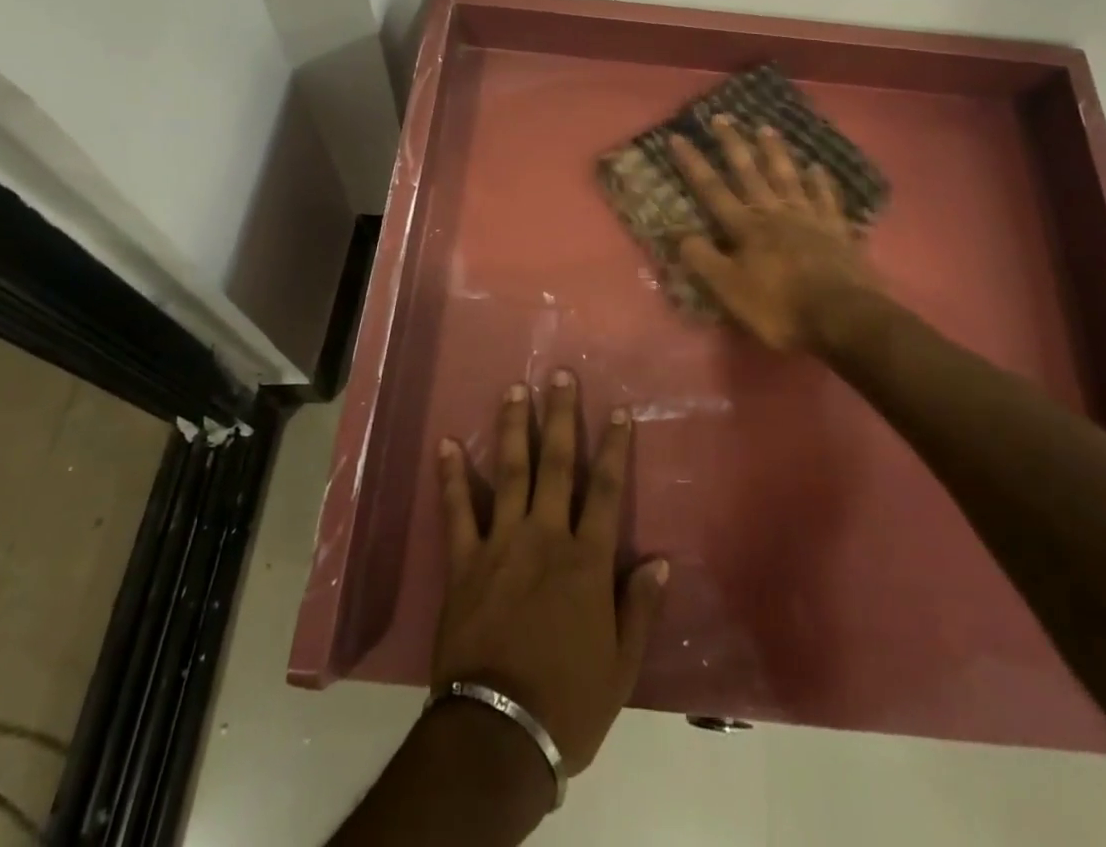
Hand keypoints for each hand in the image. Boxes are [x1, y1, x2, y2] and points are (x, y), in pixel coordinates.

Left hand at [433, 373, 669, 775]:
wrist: (500, 731)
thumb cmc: (569, 700)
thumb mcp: (621, 665)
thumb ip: (639, 607)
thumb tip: (658, 559)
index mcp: (586, 560)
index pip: (606, 490)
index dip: (614, 447)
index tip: (619, 411)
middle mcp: (545, 537)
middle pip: (557, 464)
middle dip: (561, 416)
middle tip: (559, 374)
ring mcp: (501, 543)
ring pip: (510, 471)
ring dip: (513, 428)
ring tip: (514, 389)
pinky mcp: (465, 561)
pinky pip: (458, 510)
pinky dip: (452, 476)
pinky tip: (448, 443)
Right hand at [667, 116, 883, 351]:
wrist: (843, 317)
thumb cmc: (780, 307)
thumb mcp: (730, 290)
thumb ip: (704, 260)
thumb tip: (679, 233)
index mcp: (746, 228)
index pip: (712, 189)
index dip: (693, 163)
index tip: (678, 137)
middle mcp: (775, 213)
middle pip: (750, 173)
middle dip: (733, 145)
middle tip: (722, 117)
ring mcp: (809, 218)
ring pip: (788, 177)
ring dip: (775, 152)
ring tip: (766, 128)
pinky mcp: (837, 230)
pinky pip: (827, 198)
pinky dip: (821, 181)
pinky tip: (817, 167)